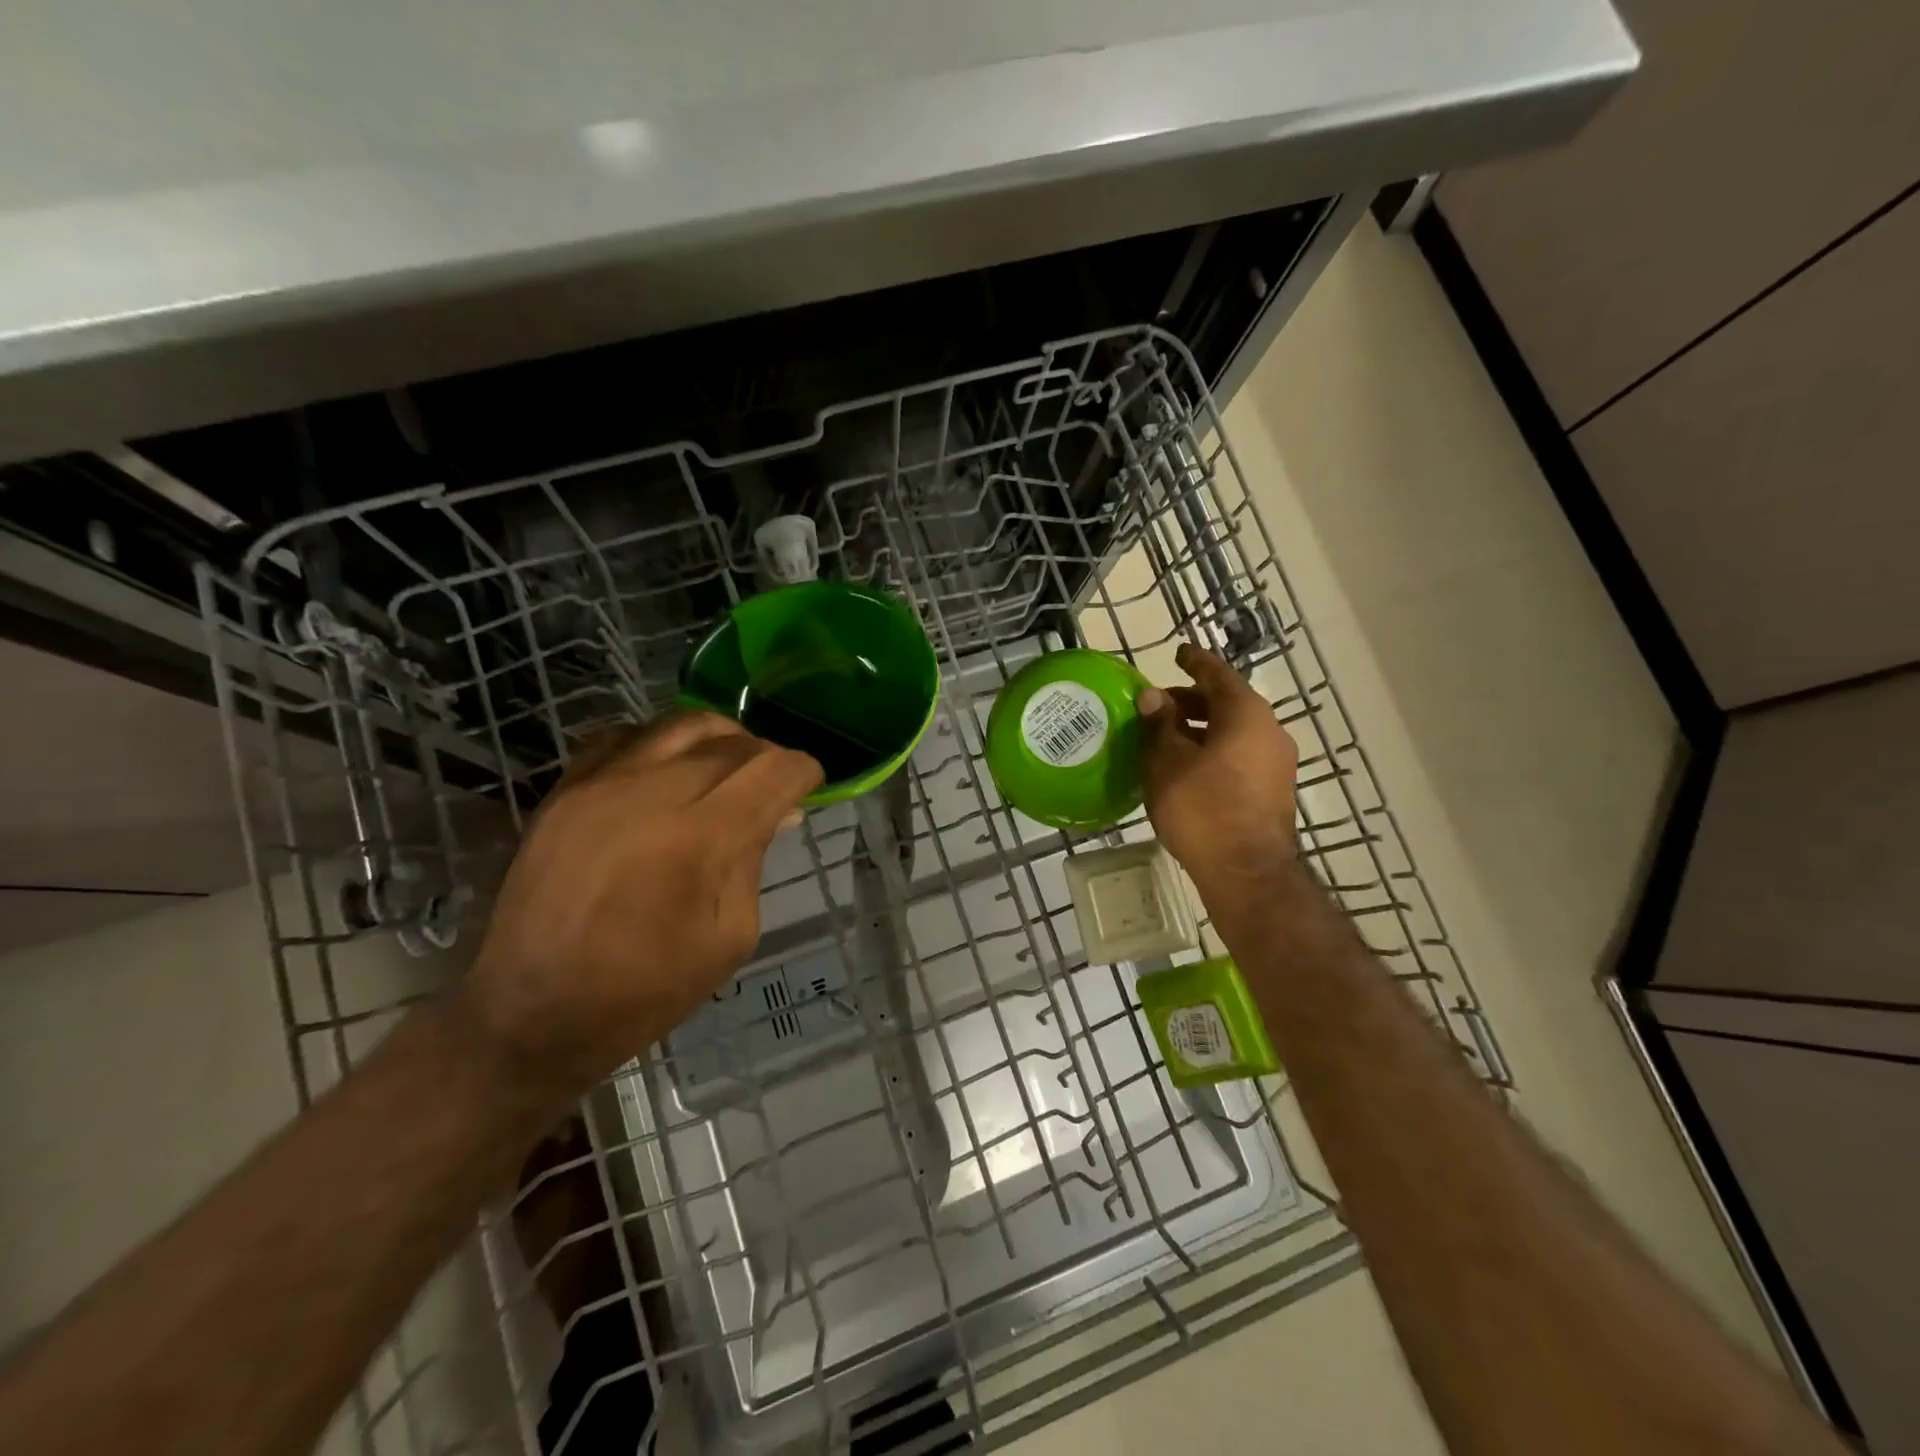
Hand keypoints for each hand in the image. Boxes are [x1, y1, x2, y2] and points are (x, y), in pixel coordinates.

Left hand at [459, 713, 820, 1097]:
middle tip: (772, 787)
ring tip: (727, 767)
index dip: (803, 771)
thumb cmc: (647, 990)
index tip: (809, 786)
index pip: (773, 770)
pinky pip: (625, 735)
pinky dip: (661, 743)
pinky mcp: (564, 790)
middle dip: (766, 758)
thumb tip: (775, 811)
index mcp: (701, 837)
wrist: (532, 1012)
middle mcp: (652, 792)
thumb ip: (754, 860)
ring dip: (720, 739)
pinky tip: (669, 770)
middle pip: (733, 742)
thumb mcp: (731, 935)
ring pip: (681, 724)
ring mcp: (600, 784)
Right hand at [1138, 643, 1298, 903]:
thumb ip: (1160, 725)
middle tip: (1158, 707)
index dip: (1194, 661)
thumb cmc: (1202, 808)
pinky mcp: (1273, 791)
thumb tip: (1154, 697)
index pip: (1217, 674)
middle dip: (1191, 701)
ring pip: (1233, 732)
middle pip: (1227, 703)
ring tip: (1166, 740)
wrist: (1247, 872)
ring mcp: (1276, 763)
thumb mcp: (1167, 763)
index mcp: (1246, 714)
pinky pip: (1239, 756)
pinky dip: (1213, 751)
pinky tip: (1186, 768)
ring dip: (1201, 730)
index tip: (1178, 653)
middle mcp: (1269, 731)